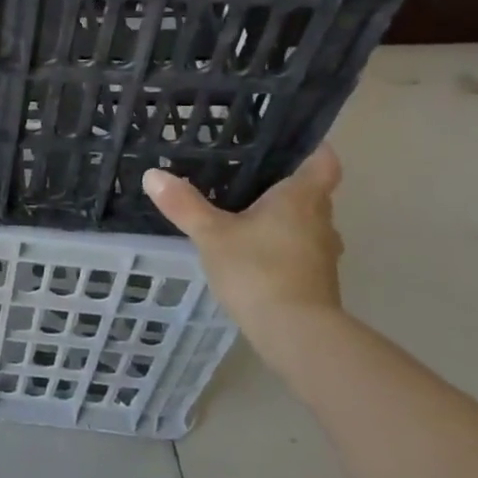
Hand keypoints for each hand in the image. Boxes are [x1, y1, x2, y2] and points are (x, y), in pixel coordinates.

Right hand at [143, 147, 344, 337]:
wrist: (297, 335)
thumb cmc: (258, 270)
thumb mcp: (211, 234)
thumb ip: (184, 204)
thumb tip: (153, 174)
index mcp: (302, 198)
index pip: (323, 161)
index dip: (312, 148)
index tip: (290, 142)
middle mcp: (322, 221)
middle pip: (312, 193)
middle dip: (286, 185)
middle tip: (249, 176)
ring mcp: (324, 254)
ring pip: (307, 224)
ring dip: (284, 219)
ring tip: (246, 213)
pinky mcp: (318, 281)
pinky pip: (301, 251)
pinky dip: (282, 246)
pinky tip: (252, 252)